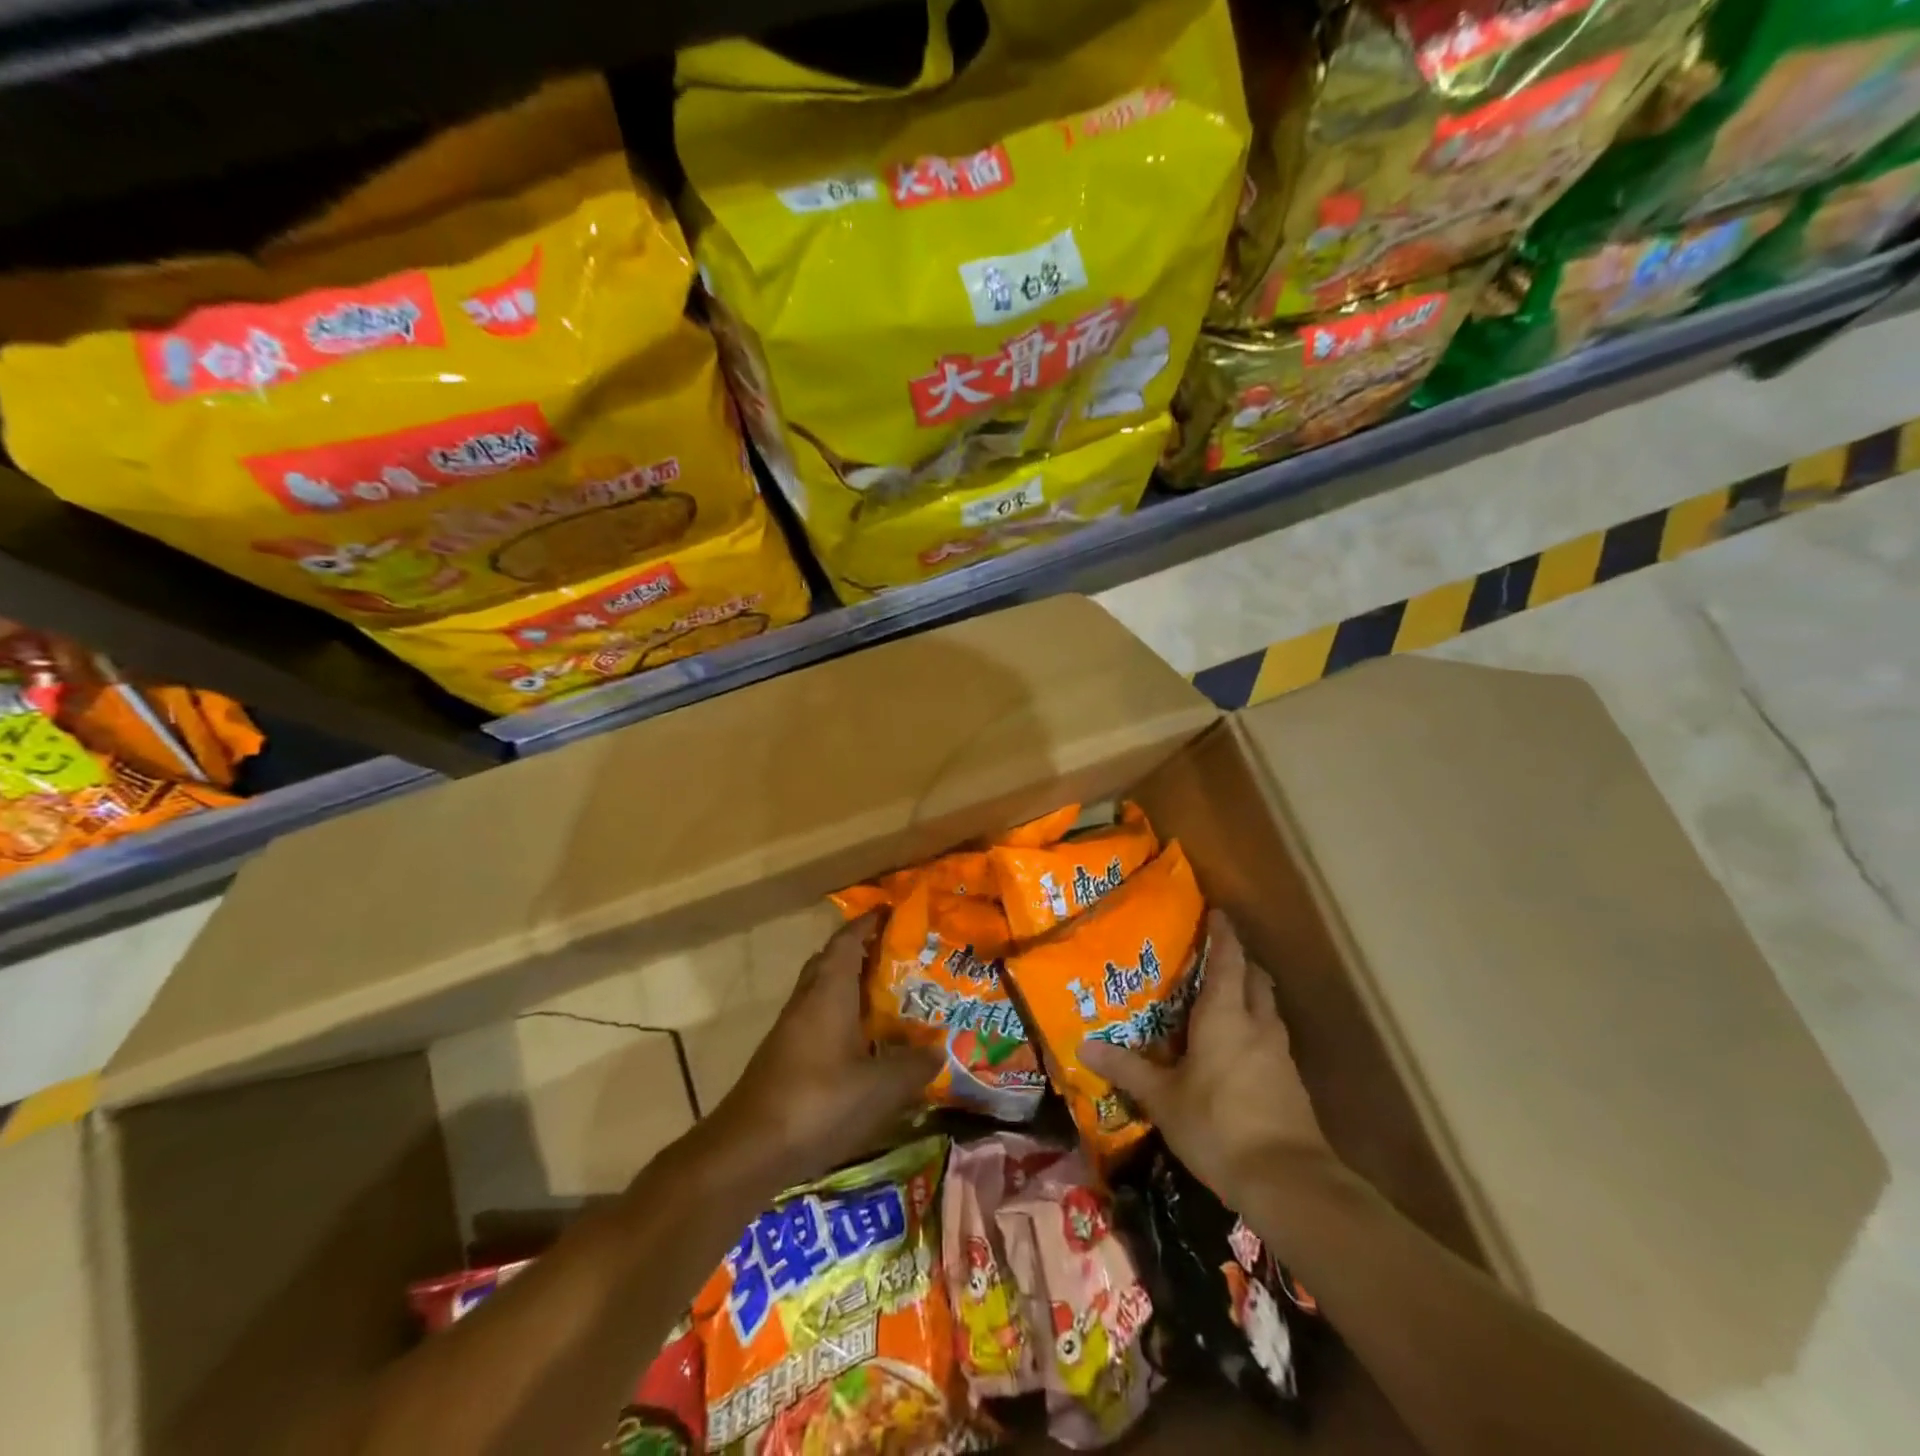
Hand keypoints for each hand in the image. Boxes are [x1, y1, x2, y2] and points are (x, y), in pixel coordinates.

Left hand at [700, 913, 939, 1192]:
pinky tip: (866, 1043)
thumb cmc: (817, 1103)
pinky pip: (819, 1019)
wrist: (747, 1150)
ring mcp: (791, 1029)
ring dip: (853, 986)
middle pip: (832, 961)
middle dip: (863, 951)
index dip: (868, 922)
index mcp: (828, 991)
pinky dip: (844, 1017)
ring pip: (825, 992)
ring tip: (891, 995)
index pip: (847, 940)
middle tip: (900, 954)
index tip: (892, 911)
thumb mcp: (880, 1087)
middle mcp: (807, 1000)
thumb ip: (913, 1065)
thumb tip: (939, 1050)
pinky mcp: (785, 1057)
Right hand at [1081, 910, 1331, 1210]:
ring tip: (1225, 999)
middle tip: (1215, 957)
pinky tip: (1238, 1049)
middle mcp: (1257, 1024)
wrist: (1288, 1182)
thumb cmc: (1217, 1124)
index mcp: (1225, 1015)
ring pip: (1267, 1008)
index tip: (1218, 913)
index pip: (1228, 960)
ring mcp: (1279, 1054)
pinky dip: (1256, 1029)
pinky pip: (1272, 1039)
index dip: (1224, 934)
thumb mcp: (1162, 1099)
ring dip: (1251, 995)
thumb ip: (1126, 1069)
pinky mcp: (1291, 1083)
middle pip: (1255, 978)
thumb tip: (1083, 1047)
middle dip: (1240, 962)